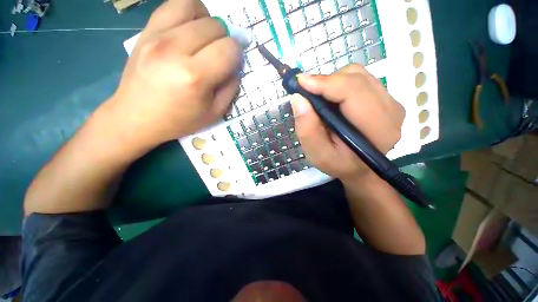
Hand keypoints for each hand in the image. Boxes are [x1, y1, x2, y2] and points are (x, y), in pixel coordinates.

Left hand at [108, 0, 242, 147]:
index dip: (238, 54)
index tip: (234, 62)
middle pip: (215, 25)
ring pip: (194, 6)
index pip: (229, 49)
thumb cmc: (180, 120)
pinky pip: (172, 5)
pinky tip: (189, 30)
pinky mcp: (145, 31)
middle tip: (220, 55)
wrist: (137, 117)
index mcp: (196, 77)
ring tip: (205, 38)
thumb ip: (231, 88)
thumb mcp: (215, 113)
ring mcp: (156, 36)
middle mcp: (175, 49)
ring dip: (208, 20)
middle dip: (225, 39)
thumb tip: (235, 66)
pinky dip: (188, 13)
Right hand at [291, 64, 404, 182]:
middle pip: (356, 79)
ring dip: (333, 82)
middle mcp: (391, 111)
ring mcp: (392, 102)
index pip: (353, 92)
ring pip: (359, 75)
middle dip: (326, 81)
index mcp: (377, 129)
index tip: (300, 82)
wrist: (359, 169)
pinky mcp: (386, 99)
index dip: (325, 83)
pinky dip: (341, 84)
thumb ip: (307, 129)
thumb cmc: (337, 164)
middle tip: (306, 92)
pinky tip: (332, 98)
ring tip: (319, 97)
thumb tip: (299, 98)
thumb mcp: (317, 153)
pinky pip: (362, 79)